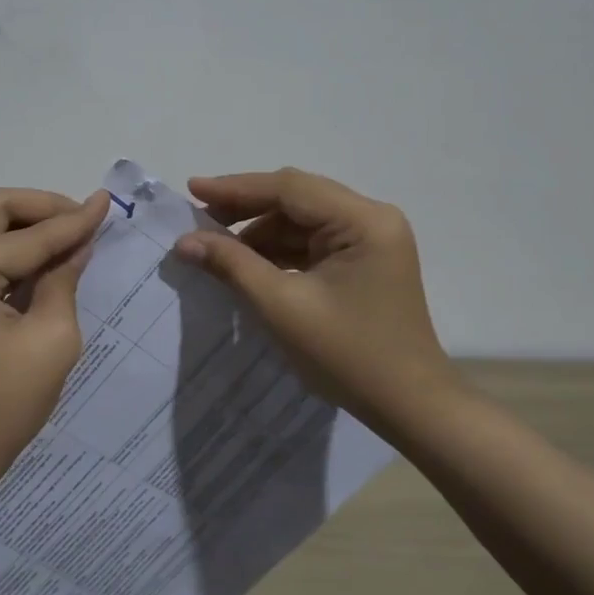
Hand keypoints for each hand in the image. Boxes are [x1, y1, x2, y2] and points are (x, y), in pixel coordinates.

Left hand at [0, 188, 108, 467]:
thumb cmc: (2, 406)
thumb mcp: (50, 340)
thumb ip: (63, 281)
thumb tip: (79, 244)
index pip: (24, 237)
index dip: (71, 220)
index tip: (107, 203)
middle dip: (40, 207)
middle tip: (82, 218)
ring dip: (25, 225)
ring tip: (70, 234)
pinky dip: (11, 248)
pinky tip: (45, 259)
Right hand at [175, 168, 461, 425]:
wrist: (408, 406)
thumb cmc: (347, 356)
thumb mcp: (281, 307)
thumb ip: (232, 265)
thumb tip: (185, 241)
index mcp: (363, 221)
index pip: (290, 188)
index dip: (236, 188)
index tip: (191, 190)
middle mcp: (372, 219)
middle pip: (297, 198)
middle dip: (245, 208)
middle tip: (198, 218)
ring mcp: (370, 240)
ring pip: (302, 221)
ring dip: (260, 232)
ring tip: (215, 246)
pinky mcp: (363, 262)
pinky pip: (312, 243)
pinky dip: (278, 250)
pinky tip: (247, 263)